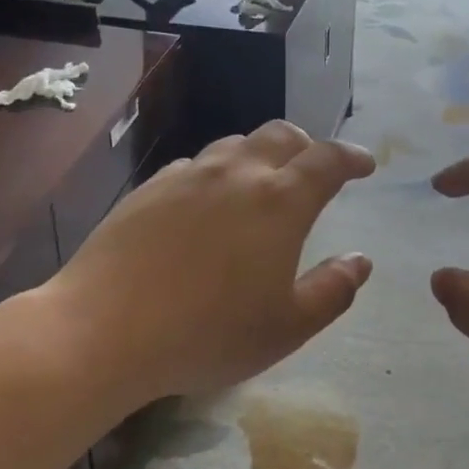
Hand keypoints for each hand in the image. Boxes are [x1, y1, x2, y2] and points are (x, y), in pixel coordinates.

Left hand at [36, 121, 375, 403]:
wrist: (102, 330)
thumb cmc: (207, 333)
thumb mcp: (287, 327)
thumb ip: (333, 290)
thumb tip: (361, 260)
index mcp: (280, 201)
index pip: (327, 160)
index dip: (352, 157)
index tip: (366, 164)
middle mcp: (237, 174)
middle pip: (281, 135)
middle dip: (307, 146)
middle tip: (314, 170)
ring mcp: (188, 176)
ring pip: (235, 146)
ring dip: (259, 156)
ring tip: (261, 185)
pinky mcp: (149, 190)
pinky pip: (194, 167)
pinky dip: (216, 174)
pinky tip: (206, 204)